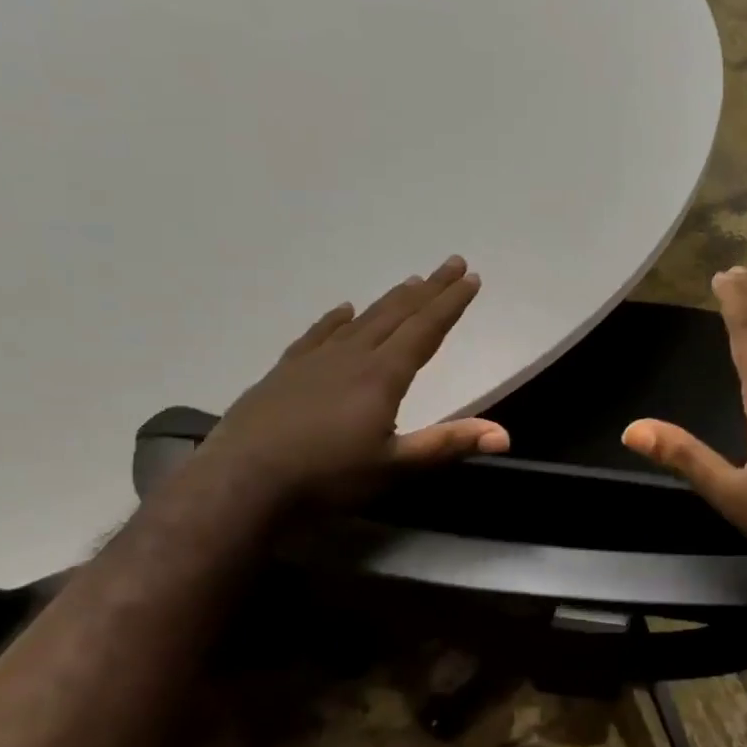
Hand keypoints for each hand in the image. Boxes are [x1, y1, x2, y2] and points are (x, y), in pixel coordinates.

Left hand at [200, 255, 507, 505]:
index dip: (451, 304)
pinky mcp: (284, 372)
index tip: (471, 278)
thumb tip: (505, 435)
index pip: (425, 330)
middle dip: (429, 289)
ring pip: (362, 320)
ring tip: (410, 281)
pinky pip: (318, 334)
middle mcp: (352, 356)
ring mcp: (314, 360)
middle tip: (452, 263)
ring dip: (390, 300)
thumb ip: (447, 444)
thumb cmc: (325, 478)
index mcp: (382, 376)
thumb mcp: (393, 467)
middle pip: (398, 314)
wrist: (240, 484)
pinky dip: (335, 319)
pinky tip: (343, 309)